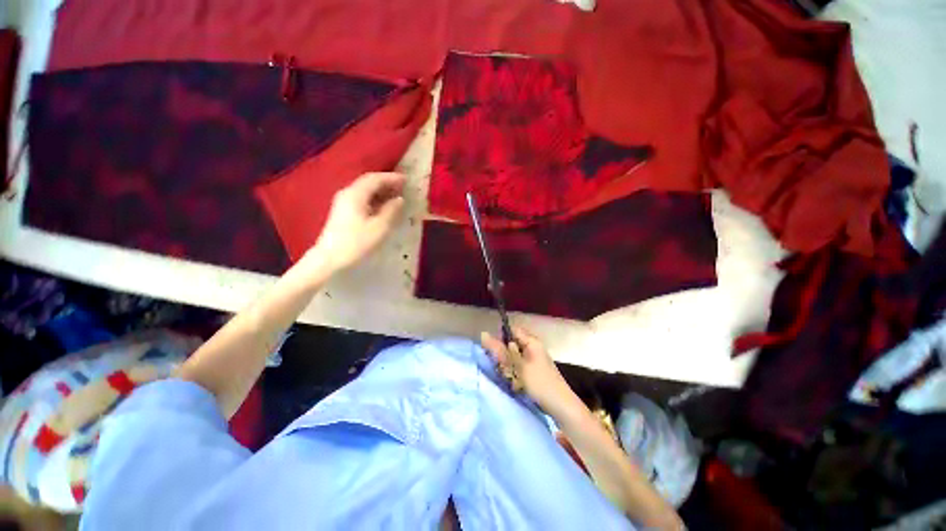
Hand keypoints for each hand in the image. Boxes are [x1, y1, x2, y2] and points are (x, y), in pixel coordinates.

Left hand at [308, 172, 405, 272]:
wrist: (329, 258)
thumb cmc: (356, 242)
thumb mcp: (379, 227)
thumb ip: (391, 210)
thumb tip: (399, 199)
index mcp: (355, 194)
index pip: (375, 179)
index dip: (391, 178)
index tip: (406, 180)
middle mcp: (347, 193)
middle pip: (368, 182)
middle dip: (386, 183)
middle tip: (403, 187)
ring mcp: (343, 202)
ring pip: (365, 191)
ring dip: (381, 191)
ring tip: (396, 195)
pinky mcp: (342, 212)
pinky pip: (361, 199)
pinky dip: (375, 199)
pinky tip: (383, 206)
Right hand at [480, 326, 571, 411]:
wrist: (561, 406)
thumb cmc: (540, 383)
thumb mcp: (518, 366)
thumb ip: (501, 351)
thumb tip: (483, 334)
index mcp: (531, 341)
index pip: (511, 330)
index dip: (500, 338)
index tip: (493, 351)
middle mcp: (532, 347)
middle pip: (511, 344)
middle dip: (503, 355)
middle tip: (502, 368)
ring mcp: (533, 359)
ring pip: (513, 357)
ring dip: (508, 366)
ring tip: (510, 378)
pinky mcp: (533, 371)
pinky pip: (518, 367)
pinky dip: (514, 373)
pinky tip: (514, 384)